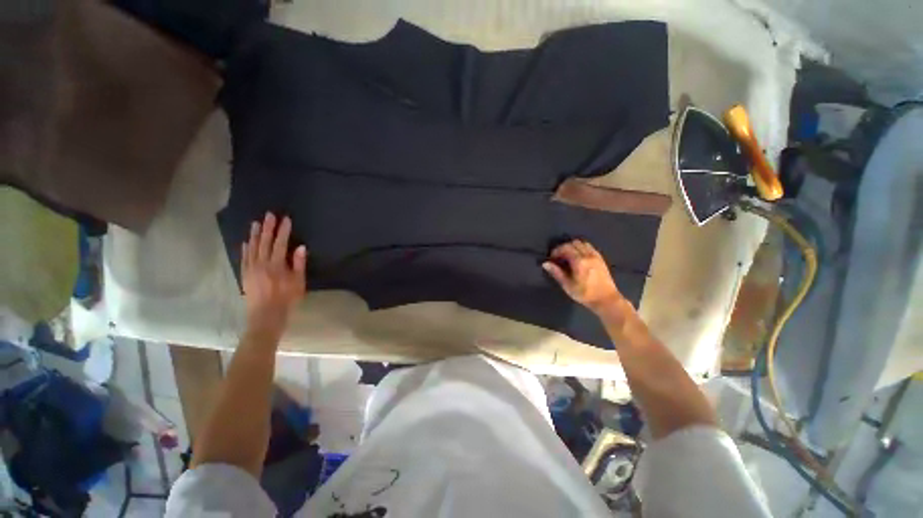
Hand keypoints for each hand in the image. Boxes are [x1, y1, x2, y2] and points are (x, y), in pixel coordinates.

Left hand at [241, 213, 307, 339]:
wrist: (265, 316)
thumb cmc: (287, 300)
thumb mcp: (298, 283)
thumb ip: (299, 264)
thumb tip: (300, 247)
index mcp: (276, 265)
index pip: (280, 244)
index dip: (283, 231)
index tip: (285, 219)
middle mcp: (261, 264)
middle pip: (264, 242)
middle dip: (268, 228)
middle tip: (269, 215)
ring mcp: (250, 269)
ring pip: (251, 248)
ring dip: (254, 234)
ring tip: (256, 223)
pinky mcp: (244, 275)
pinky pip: (244, 257)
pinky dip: (245, 248)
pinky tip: (246, 241)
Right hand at [542, 240, 624, 313]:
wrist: (606, 300)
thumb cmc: (585, 294)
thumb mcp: (567, 285)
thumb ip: (557, 273)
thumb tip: (545, 263)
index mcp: (579, 261)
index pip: (565, 248)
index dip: (556, 251)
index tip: (552, 258)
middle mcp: (588, 255)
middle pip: (574, 243)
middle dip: (564, 247)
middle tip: (559, 257)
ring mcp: (596, 256)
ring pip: (583, 243)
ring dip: (574, 247)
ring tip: (569, 256)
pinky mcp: (601, 259)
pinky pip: (590, 247)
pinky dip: (582, 248)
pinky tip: (579, 257)